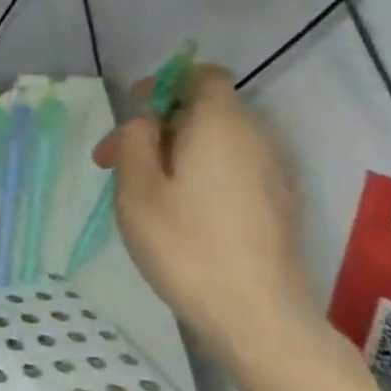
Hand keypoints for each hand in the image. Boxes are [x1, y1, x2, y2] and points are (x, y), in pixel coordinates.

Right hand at [95, 65, 313, 363]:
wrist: (255, 314)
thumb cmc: (185, 244)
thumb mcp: (137, 189)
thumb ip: (135, 141)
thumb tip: (145, 120)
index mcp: (220, 124)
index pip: (203, 76)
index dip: (164, 85)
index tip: (131, 116)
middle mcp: (254, 138)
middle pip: (206, 110)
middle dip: (158, 126)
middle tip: (115, 163)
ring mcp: (271, 174)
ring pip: (217, 143)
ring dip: (176, 154)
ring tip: (141, 192)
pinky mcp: (276, 205)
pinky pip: (232, 170)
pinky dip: (200, 176)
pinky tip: (177, 215)